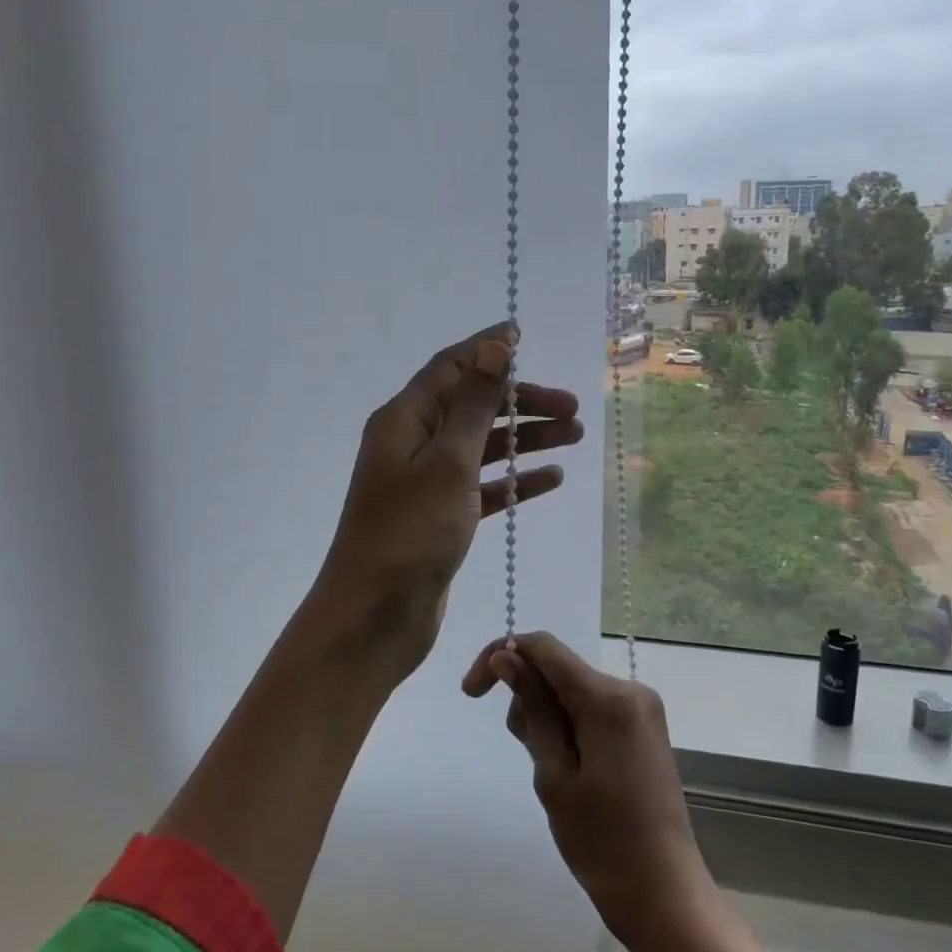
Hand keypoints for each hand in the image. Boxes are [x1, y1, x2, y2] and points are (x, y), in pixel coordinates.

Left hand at [314, 325, 582, 683]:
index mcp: (405, 420)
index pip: (451, 368)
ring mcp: (426, 483)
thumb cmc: (410, 533)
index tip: (524, 335)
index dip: (487, 350)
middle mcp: (412, 444)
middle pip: (473, 407)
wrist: (375, 616)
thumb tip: (492, 347)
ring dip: (525, 439)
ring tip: (575, 436)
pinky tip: (552, 478)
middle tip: (572, 408)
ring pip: (483, 447)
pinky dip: (515, 480)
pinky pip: (484, 487)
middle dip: (521, 402)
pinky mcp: (441, 517)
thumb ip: (475, 404)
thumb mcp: (448, 461)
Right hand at [463, 631, 718, 951]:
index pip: (543, 647)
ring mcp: (641, 707)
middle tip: (533, 761)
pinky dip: (571, 728)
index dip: (500, 656)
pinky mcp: (644, 726)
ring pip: (572, 690)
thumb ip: (532, 708)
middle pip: (557, 670)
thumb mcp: (554, 774)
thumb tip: (506, 655)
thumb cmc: (601, 842)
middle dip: (529, 702)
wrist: (664, 893)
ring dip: (549, 720)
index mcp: (607, 697)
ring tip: (557, 777)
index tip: (472, 693)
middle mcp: (629, 689)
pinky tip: (576, 771)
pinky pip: (592, 707)